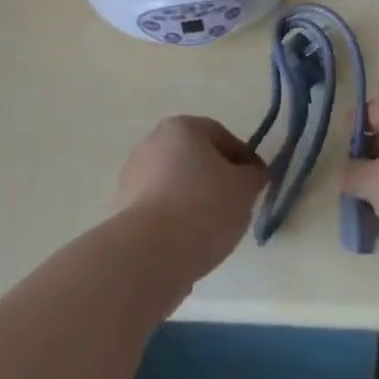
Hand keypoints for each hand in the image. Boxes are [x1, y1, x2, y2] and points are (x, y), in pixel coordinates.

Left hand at [115, 116, 268, 280]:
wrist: (150, 252)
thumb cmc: (203, 207)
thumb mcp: (244, 189)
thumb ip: (254, 175)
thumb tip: (253, 172)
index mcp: (181, 127)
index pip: (220, 135)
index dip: (243, 159)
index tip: (256, 185)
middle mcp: (153, 141)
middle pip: (195, 157)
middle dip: (216, 178)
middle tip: (236, 206)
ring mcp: (133, 173)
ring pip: (176, 183)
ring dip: (194, 199)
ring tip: (213, 230)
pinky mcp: (123, 206)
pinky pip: (159, 207)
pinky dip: (175, 219)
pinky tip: (188, 241)